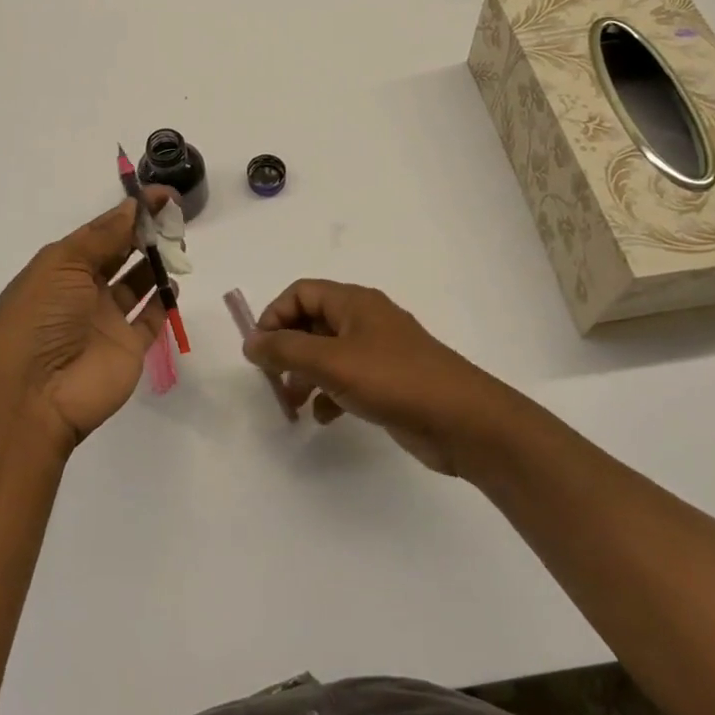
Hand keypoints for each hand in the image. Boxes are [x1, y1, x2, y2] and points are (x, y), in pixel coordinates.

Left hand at [0, 195, 171, 453]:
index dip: (129, 213)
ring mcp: (106, 321)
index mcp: (61, 268)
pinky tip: (175, 285)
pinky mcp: (128, 348)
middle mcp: (83, 291)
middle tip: (175, 218)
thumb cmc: (40, 318)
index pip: (101, 233)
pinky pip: (150, 320)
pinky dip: (164, 302)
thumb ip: (102, 236)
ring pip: (137, 284)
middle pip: (120, 255)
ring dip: (156, 264)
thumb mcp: (62, 265)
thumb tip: (132, 207)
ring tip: (178, 247)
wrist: (33, 395)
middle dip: (145, 234)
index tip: (163, 196)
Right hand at [242, 280, 504, 476]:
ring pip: (327, 353)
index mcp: (353, 302)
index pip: (301, 293)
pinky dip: (330, 394)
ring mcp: (379, 351)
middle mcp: (365, 319)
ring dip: (305, 375)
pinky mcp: (389, 381)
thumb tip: (250, 341)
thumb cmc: (394, 380)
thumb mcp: (331, 362)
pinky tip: (325, 417)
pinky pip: (347, 379)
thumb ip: (286, 350)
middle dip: (287, 349)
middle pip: (312, 322)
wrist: (464, 421)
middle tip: (272, 379)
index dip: (275, 316)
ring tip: (293, 404)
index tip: (261, 351)